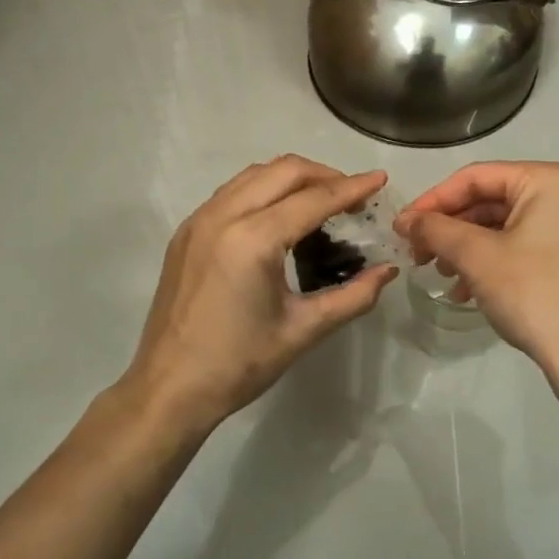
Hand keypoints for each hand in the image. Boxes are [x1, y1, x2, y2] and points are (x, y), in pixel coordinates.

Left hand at [120, 156, 396, 435]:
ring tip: (321, 201)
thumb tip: (388, 271)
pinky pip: (232, 192)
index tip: (380, 179)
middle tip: (353, 196)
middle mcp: (223, 216)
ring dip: (292, 178)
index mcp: (253, 240)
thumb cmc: (239, 364)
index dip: (352, 188)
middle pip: (283, 171)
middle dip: (324, 175)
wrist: (170, 388)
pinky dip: (263, 190)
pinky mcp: (186, 232)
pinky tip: (279, 215)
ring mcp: (199, 220)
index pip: (313, 199)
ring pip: (254, 175)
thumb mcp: (303, 330)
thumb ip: (352, 296)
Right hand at [397, 162, 558, 381]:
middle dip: (449, 228)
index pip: (476, 177)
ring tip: (440, 274)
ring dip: (464, 248)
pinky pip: (519, 247)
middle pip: (489, 201)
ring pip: (501, 227)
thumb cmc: (533, 292)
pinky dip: (488, 263)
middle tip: (416, 253)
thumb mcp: (476, 256)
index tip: (401, 227)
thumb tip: (406, 221)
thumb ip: (436, 229)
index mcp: (548, 180)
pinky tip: (465, 290)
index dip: (433, 200)